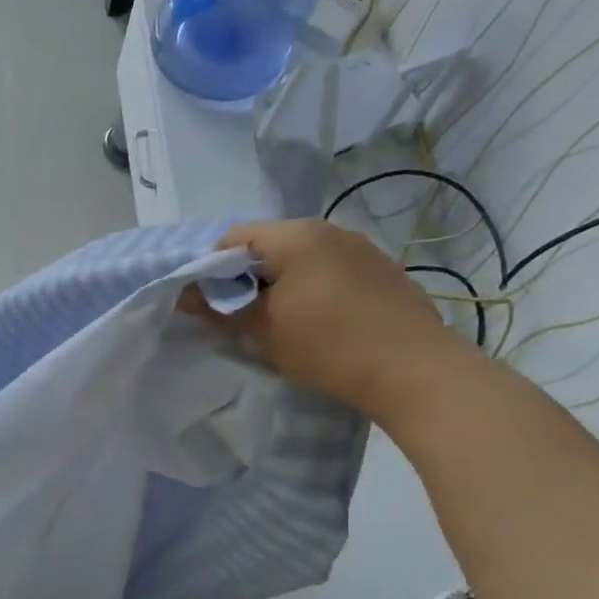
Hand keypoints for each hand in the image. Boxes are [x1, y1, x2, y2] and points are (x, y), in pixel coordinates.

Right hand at [189, 219, 471, 421]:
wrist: (412, 369)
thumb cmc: (326, 344)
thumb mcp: (262, 330)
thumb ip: (220, 307)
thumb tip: (186, 295)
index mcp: (294, 235)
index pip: (233, 238)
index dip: (211, 268)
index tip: (209, 303)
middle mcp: (328, 229)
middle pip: (268, 245)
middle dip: (247, 277)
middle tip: (240, 316)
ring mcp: (360, 248)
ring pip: (301, 258)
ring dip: (280, 284)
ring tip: (279, 322)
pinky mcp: (382, 270)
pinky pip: (330, 270)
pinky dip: (312, 289)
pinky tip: (318, 322)